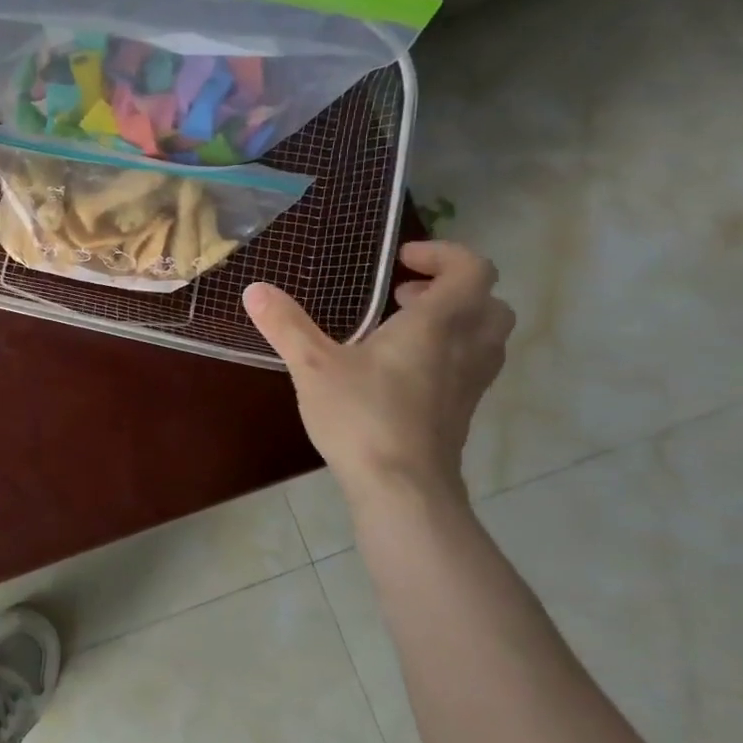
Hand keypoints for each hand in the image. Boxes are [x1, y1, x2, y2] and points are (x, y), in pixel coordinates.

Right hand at [243, 240, 514, 504]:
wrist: (403, 489)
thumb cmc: (362, 417)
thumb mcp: (313, 366)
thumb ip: (286, 325)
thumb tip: (254, 289)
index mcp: (438, 324)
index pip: (472, 269)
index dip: (443, 254)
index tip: (400, 261)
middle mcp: (466, 347)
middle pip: (487, 301)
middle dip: (450, 289)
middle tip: (403, 295)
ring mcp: (470, 383)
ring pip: (485, 336)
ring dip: (453, 321)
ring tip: (401, 329)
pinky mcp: (462, 411)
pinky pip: (471, 365)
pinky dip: (447, 353)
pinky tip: (400, 370)